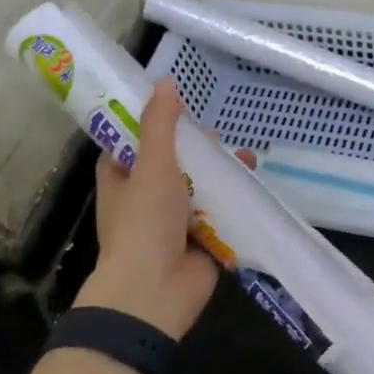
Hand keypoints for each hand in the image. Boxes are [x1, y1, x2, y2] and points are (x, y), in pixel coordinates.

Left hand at [75, 78, 219, 339]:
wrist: (155, 292)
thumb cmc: (144, 223)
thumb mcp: (152, 165)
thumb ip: (160, 124)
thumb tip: (164, 81)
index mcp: (121, 179)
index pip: (132, 142)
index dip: (152, 123)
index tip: (177, 106)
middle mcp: (144, 198)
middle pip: (173, 163)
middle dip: (197, 150)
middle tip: (216, 136)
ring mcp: (173, 221)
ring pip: (200, 187)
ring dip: (221, 173)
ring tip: (244, 159)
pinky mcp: (200, 240)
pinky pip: (219, 214)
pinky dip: (234, 200)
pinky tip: (253, 184)